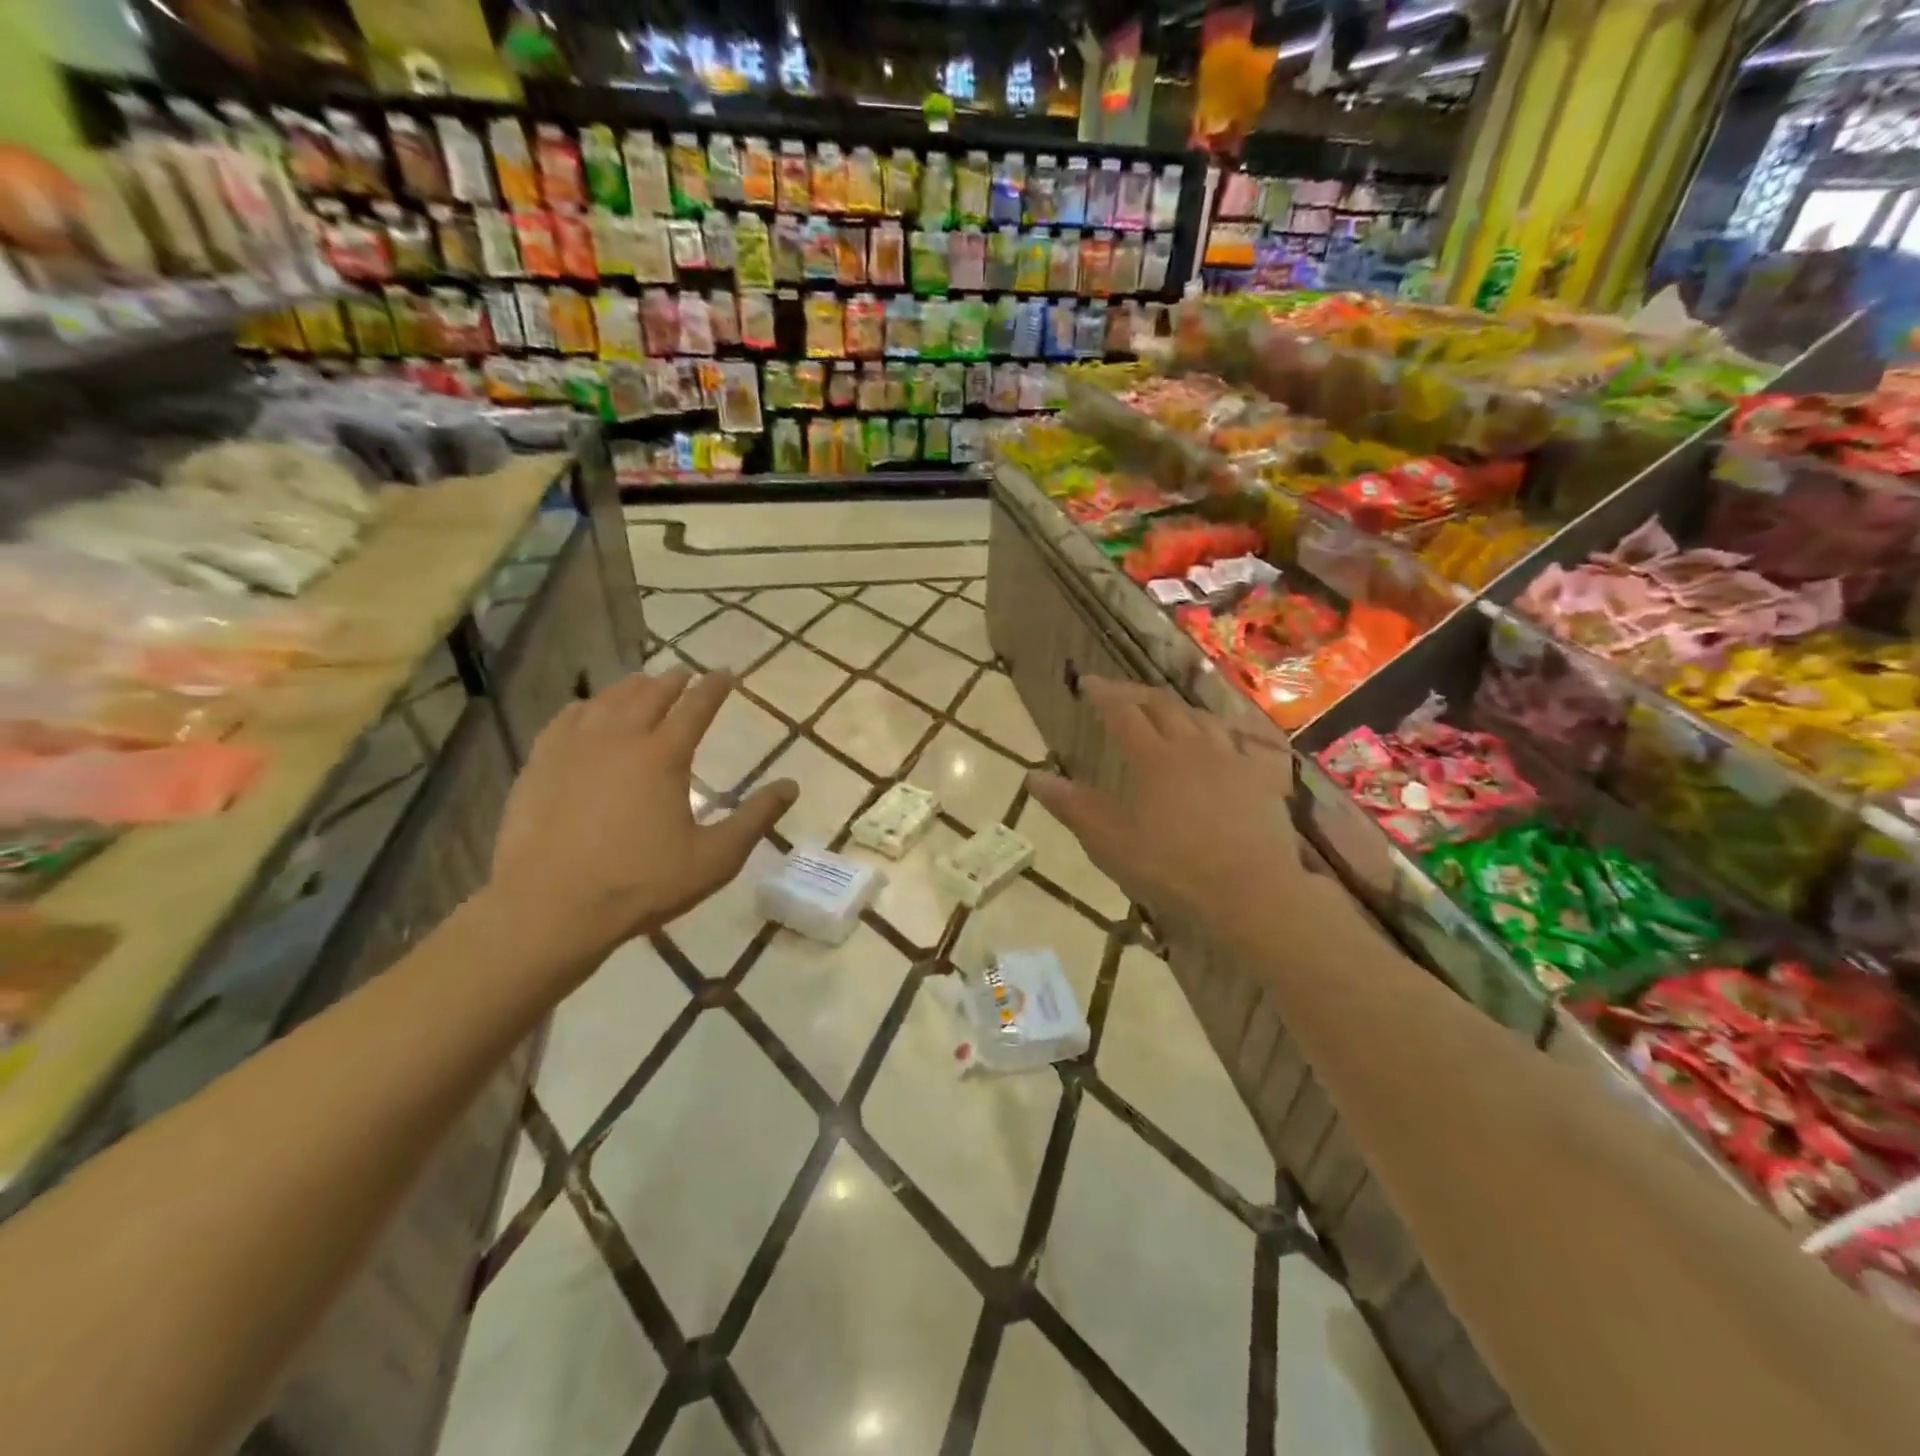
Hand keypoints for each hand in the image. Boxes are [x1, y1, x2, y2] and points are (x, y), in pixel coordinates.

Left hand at [487, 670, 796, 967]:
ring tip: (642, 684)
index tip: (727, 673)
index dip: (715, 687)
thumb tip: (791, 786)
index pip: (696, 707)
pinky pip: (566, 719)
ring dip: (631, 688)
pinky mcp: (540, 764)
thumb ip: (756, 819)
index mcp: (664, 756)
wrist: (550, 907)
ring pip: (607, 701)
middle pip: (649, 695)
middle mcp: (620, 738)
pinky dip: (586, 707)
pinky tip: (587, 711)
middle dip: (672, 681)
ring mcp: (574, 748)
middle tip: (684, 674)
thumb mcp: (715, 858)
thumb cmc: (641, 883)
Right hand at [1026, 678, 1303, 932]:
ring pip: (1203, 718)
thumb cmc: (1172, 869)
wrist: (1251, 893)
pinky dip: (1226, 732)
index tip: (1086, 682)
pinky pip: (1244, 741)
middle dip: (1135, 693)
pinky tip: (1226, 740)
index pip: (1122, 712)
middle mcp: (1193, 745)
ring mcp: (1232, 758)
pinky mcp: (1263, 777)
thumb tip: (1033, 776)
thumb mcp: (1110, 843)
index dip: (1102, 694)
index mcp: (1153, 758)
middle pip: (1162, 705)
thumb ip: (1072, 806)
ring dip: (1177, 708)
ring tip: (1165, 711)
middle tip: (1118, 692)